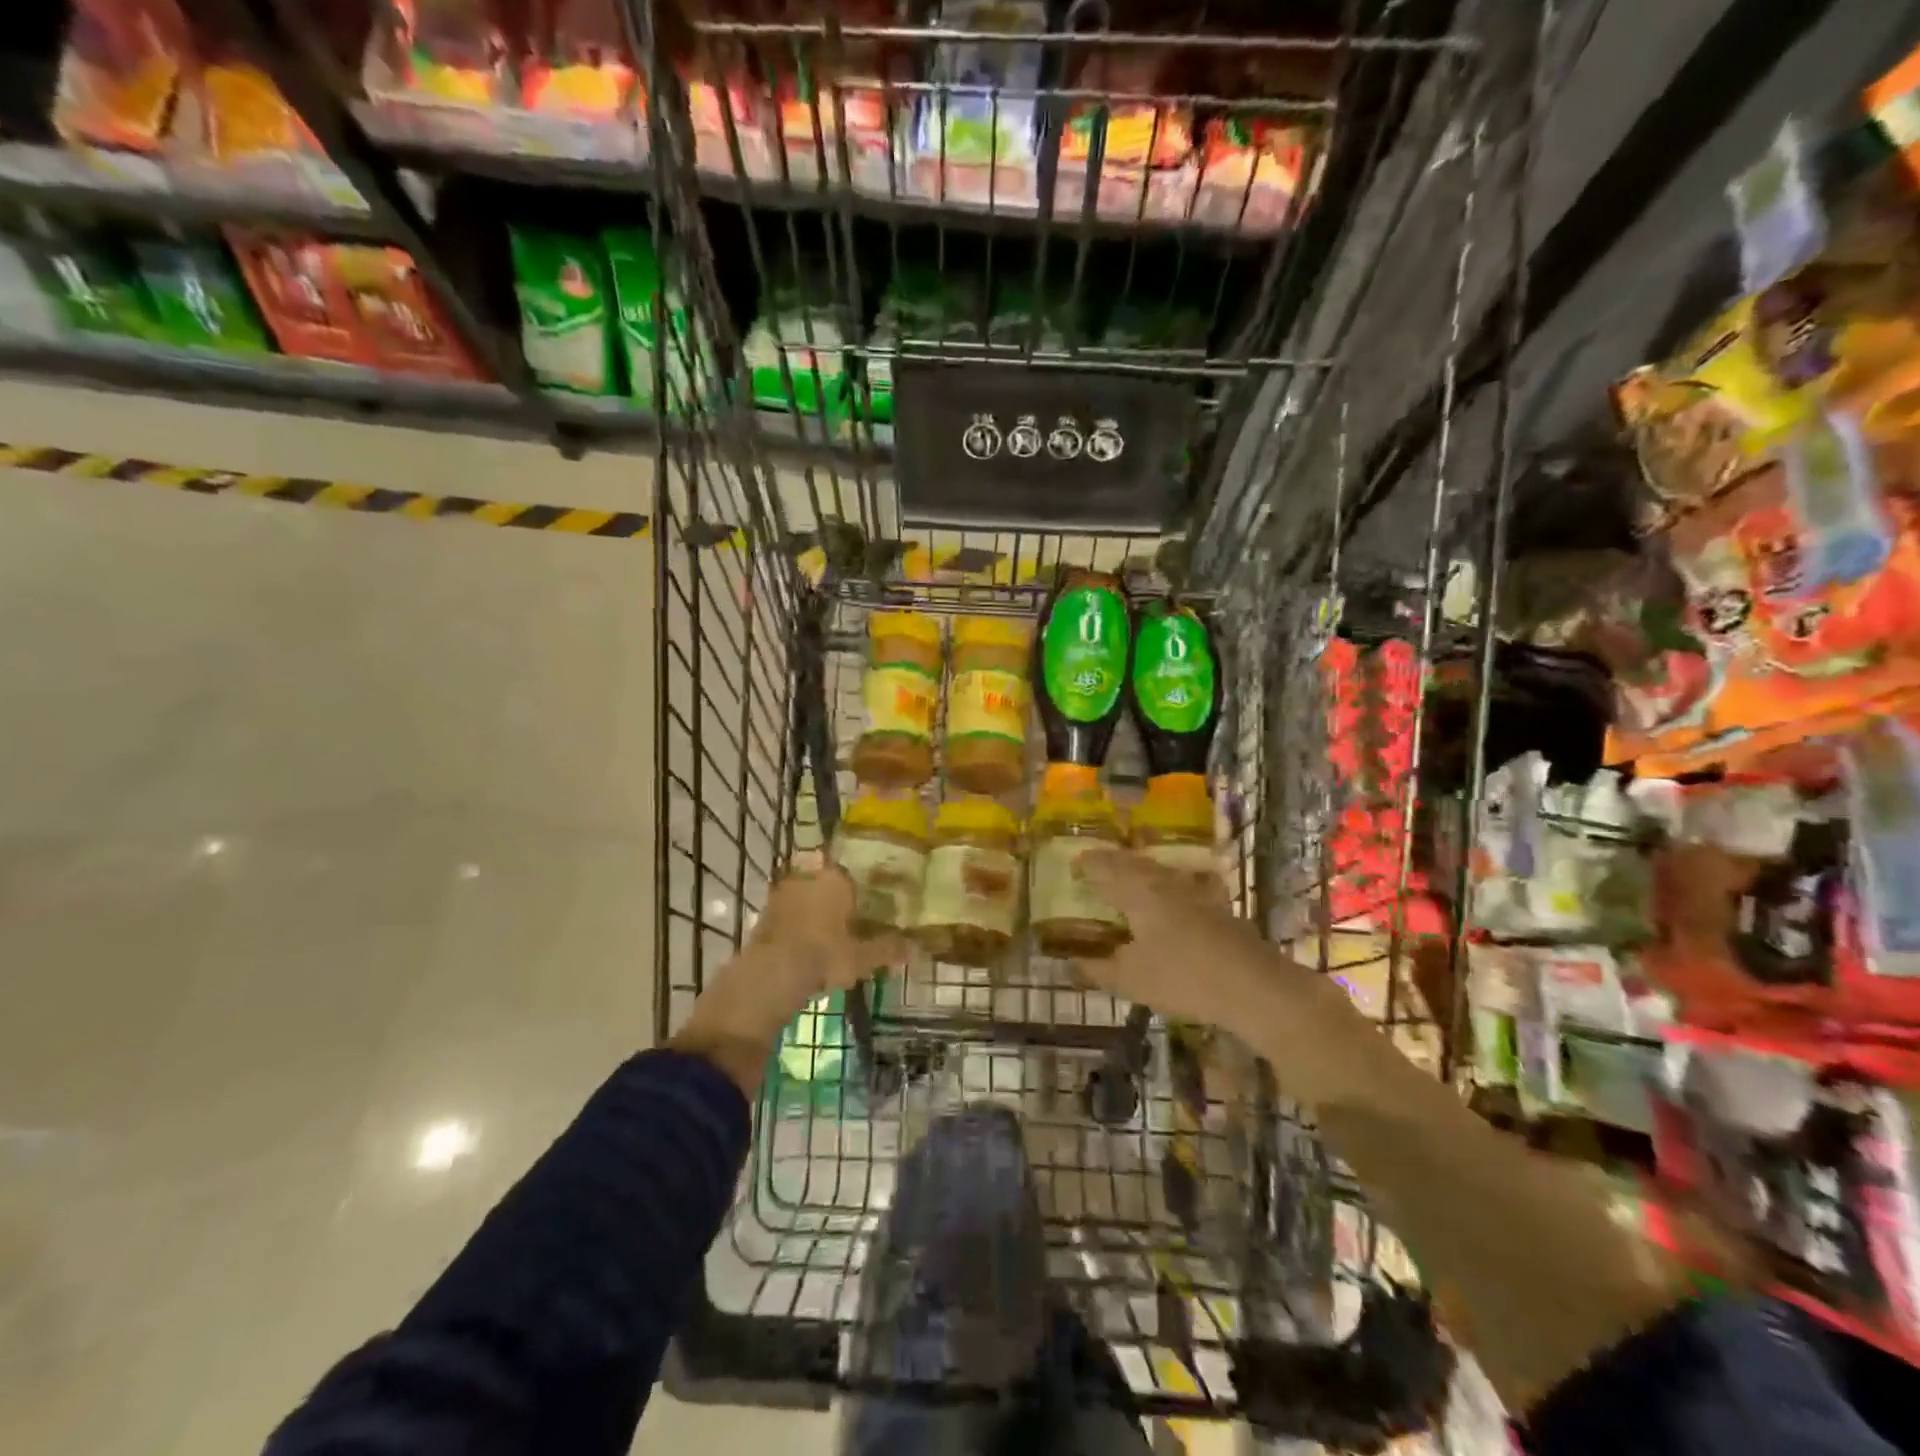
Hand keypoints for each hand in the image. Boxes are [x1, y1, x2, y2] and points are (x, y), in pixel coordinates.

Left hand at [742, 858, 910, 1009]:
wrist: (772, 973)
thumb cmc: (824, 955)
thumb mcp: (862, 957)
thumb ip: (887, 949)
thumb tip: (914, 948)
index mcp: (836, 878)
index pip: (854, 877)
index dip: (862, 893)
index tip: (868, 910)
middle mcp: (809, 876)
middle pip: (829, 886)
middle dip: (838, 902)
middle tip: (850, 924)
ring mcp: (783, 893)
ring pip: (807, 899)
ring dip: (815, 913)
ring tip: (828, 937)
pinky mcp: (764, 913)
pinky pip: (789, 914)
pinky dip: (797, 926)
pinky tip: (806, 946)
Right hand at [1071, 848, 1380, 1108]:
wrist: (1256, 986)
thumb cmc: (1184, 978)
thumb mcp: (1131, 980)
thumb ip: (1097, 969)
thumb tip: (1069, 963)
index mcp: (1138, 891)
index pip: (1104, 867)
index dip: (1086, 865)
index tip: (1071, 866)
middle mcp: (1164, 882)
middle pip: (1132, 863)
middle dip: (1110, 864)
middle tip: (1094, 869)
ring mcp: (1195, 891)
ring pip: (1158, 872)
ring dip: (1138, 872)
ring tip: (1125, 881)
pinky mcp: (1216, 906)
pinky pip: (1180, 885)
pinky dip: (1165, 887)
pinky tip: (1170, 898)